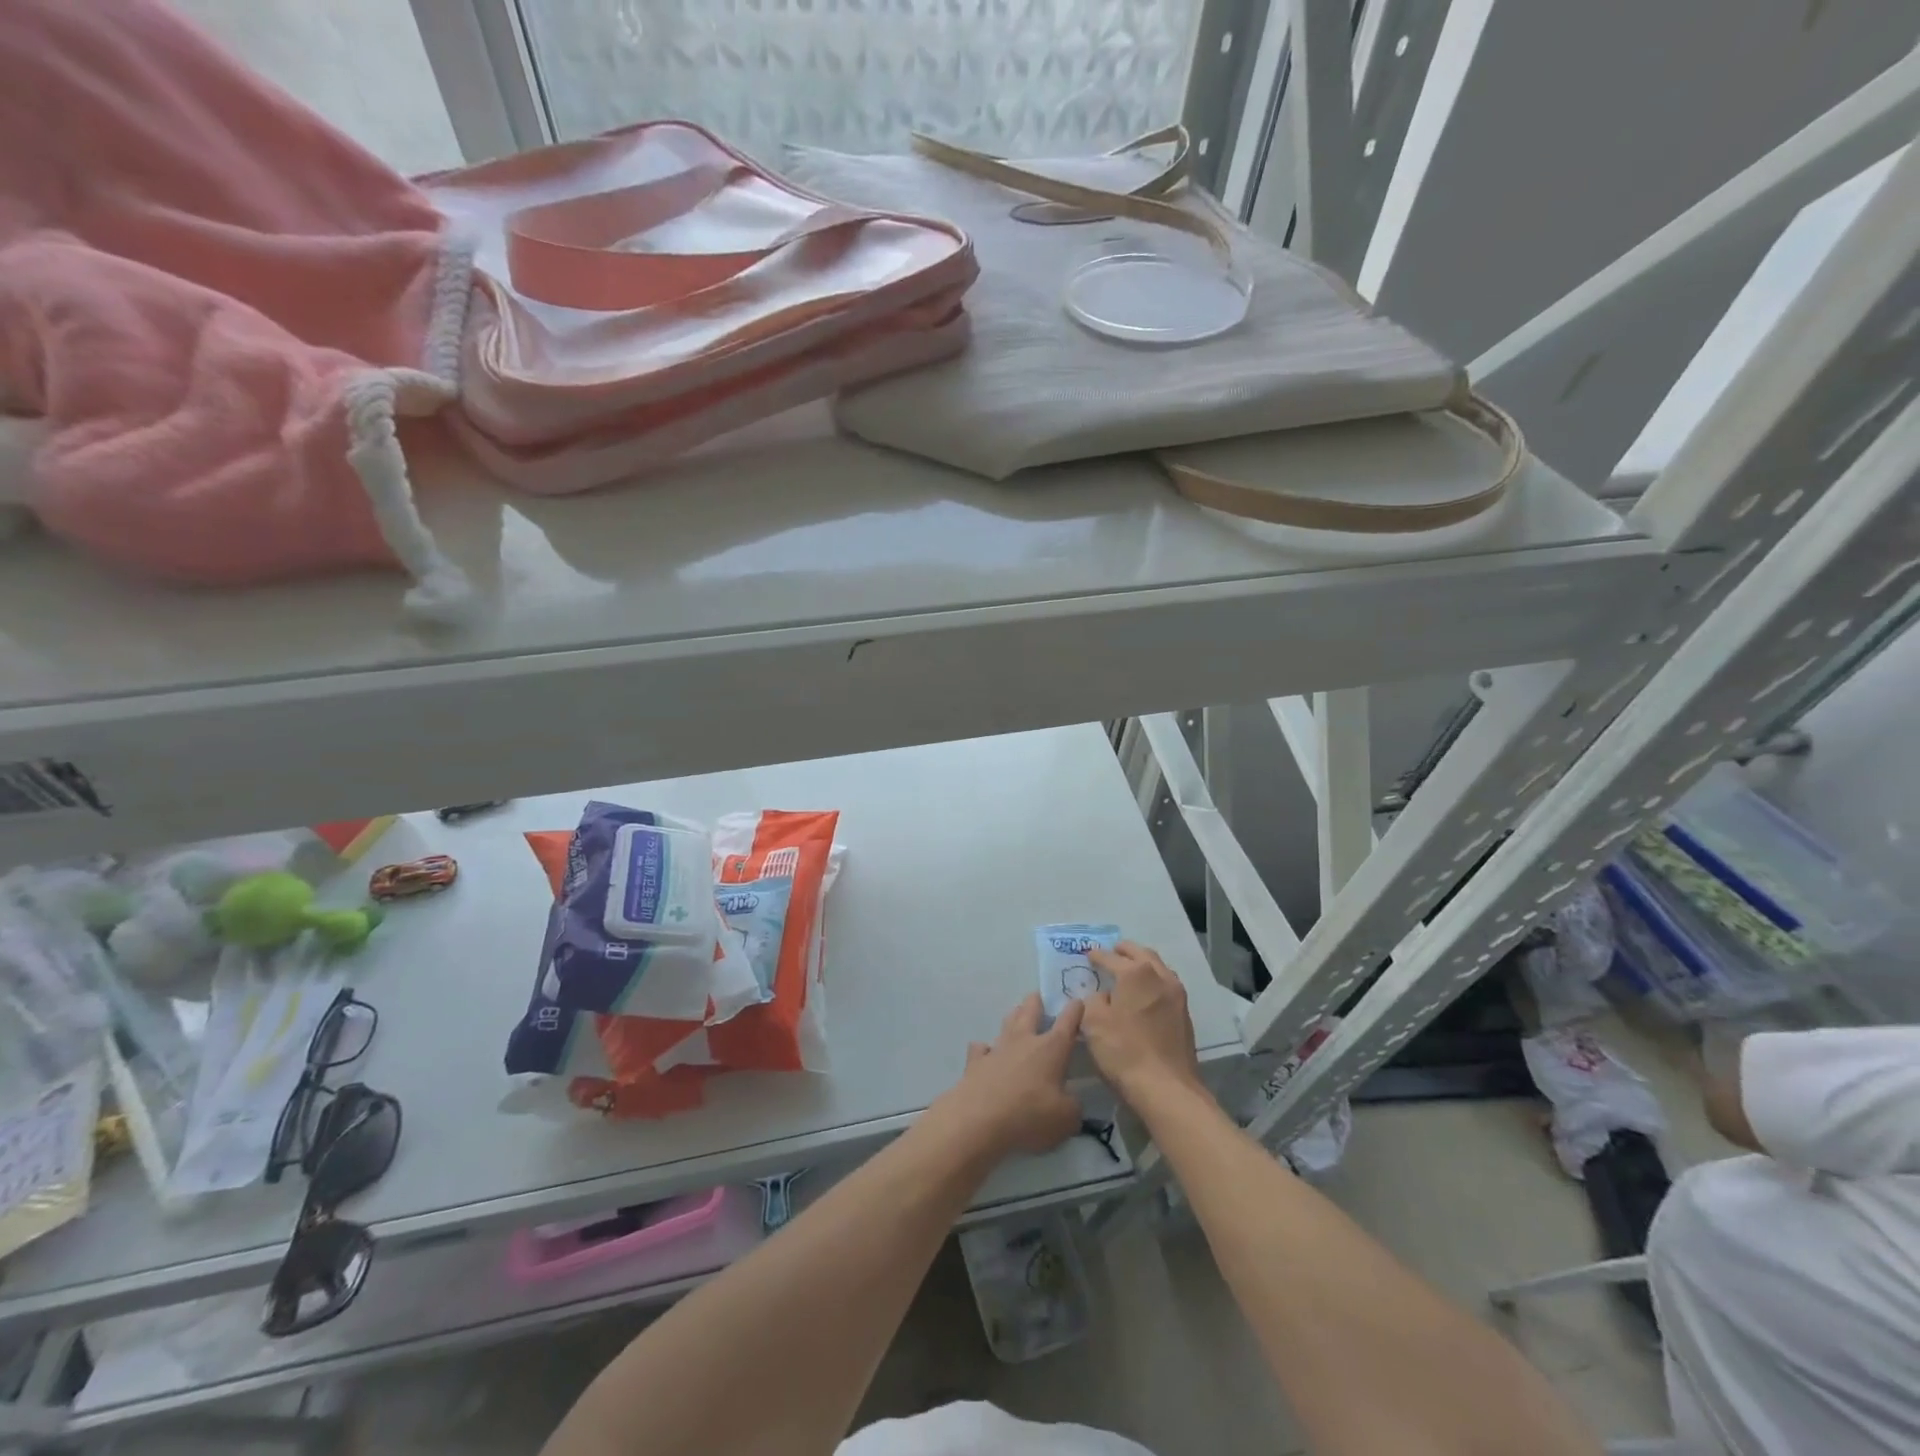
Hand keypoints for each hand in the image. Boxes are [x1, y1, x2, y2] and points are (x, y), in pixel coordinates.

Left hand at [929, 994, 1084, 1159]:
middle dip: (1037, 1001)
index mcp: (1051, 1049)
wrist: (979, 1120)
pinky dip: (985, 1048)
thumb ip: (1072, 1105)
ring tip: (1017, 1014)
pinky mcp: (976, 1062)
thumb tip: (1069, 1099)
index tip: (1078, 1000)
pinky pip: (981, 1048)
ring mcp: (997, 1048)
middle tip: (1039, 996)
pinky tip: (986, 1052)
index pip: (1067, 1022)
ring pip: (1007, 1022)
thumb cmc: (1029, 1116)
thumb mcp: (1066, 1119)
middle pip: (1030, 1010)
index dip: (1074, 1010)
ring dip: (1014, 1016)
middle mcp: (1024, 1041)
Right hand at [1081, 942, 1205, 1105]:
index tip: (1088, 954)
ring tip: (1129, 970)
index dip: (1097, 955)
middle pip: (1141, 954)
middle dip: (1124, 951)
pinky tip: (1145, 994)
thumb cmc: (1124, 1051)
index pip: (1111, 957)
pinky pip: (1167, 986)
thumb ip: (1093, 1000)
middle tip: (1112, 952)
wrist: (1166, 1088)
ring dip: (1143, 964)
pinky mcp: (1185, 1015)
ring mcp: (1177, 995)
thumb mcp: (1093, 1023)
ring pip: (1159, 968)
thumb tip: (1102, 996)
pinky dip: (1154, 981)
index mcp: (1136, 973)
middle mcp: (1160, 976)